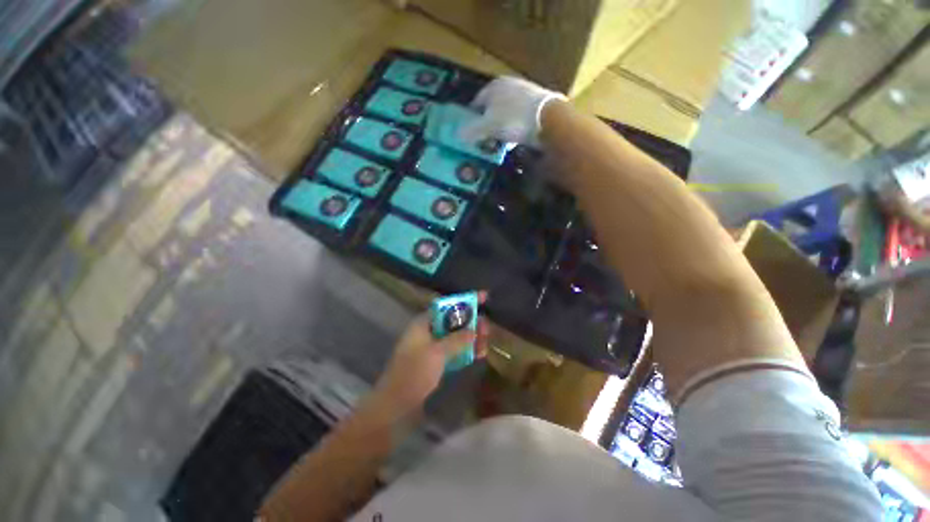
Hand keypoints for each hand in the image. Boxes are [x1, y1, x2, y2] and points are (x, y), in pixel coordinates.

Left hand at [373, 298, 488, 415]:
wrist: (395, 406)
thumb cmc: (414, 373)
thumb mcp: (437, 353)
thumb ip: (457, 339)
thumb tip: (475, 329)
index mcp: (423, 323)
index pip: (446, 305)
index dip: (464, 301)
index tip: (483, 297)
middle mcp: (427, 331)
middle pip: (453, 321)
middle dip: (471, 322)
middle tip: (487, 327)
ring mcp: (431, 347)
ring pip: (454, 336)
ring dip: (470, 337)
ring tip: (486, 342)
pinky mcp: (434, 361)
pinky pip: (453, 350)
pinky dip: (465, 350)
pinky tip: (479, 353)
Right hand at [460, 76, 565, 147]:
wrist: (548, 119)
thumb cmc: (513, 119)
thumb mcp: (488, 127)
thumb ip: (472, 131)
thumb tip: (458, 135)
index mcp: (494, 86)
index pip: (477, 102)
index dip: (472, 118)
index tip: (471, 133)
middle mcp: (510, 85)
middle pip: (493, 107)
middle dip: (488, 124)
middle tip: (485, 140)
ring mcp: (526, 93)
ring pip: (507, 113)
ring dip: (502, 128)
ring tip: (501, 142)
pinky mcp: (538, 104)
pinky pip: (520, 118)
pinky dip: (516, 128)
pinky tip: (516, 140)